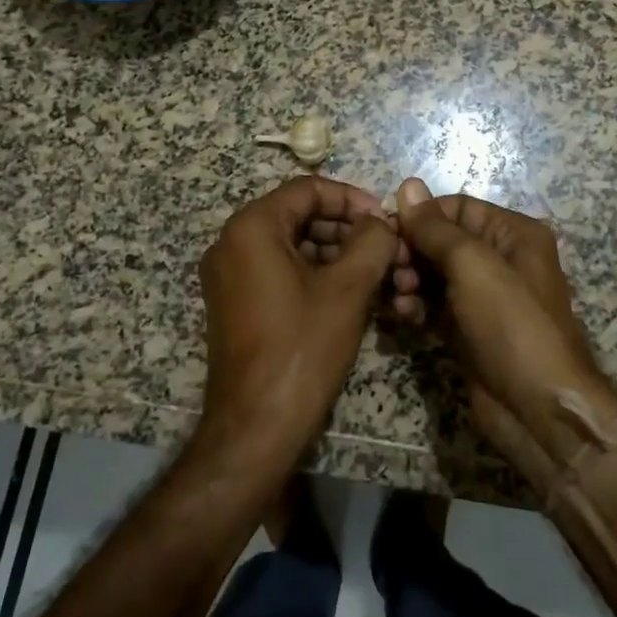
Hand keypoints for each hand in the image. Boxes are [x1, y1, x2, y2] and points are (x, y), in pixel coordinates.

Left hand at [198, 177, 398, 462]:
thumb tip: (381, 222)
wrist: (257, 426)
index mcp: (251, 228)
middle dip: (347, 229)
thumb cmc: (303, 347)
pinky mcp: (236, 304)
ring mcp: (230, 276)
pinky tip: (353, 294)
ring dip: (336, 254)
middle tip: (386, 248)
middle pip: (299, 216)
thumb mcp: (348, 288)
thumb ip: (372, 241)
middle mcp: (232, 243)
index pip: (308, 189)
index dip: (351, 199)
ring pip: (293, 246)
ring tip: (378, 274)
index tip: (384, 219)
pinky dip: (316, 275)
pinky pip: (280, 272)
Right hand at [392, 178, 616, 487]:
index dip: (420, 216)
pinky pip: (433, 306)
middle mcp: (500, 260)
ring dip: (409, 280)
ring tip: (399, 296)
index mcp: (513, 234)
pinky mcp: (467, 330)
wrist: (537, 409)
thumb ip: (435, 227)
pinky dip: (416, 307)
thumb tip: (407, 185)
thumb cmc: (511, 323)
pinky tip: (403, 316)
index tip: (385, 229)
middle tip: (390, 268)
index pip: (457, 208)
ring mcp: (483, 298)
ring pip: (433, 274)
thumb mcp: (473, 265)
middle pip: (442, 241)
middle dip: (412, 251)